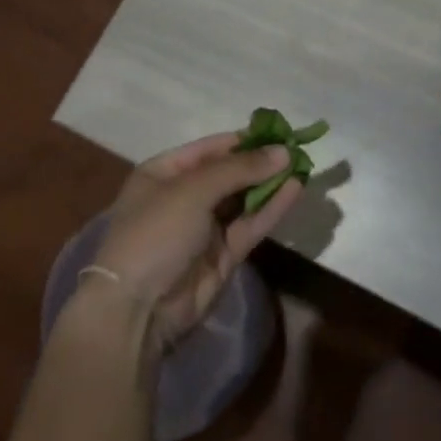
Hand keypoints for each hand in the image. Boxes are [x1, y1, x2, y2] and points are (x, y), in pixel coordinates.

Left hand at [91, 132, 302, 350]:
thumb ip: (239, 169)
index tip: (278, 131)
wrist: (137, 309)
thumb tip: (283, 152)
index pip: (209, 148)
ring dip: (270, 183)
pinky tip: (295, 190)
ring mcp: (204, 228)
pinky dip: (271, 208)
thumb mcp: (192, 190)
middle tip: (298, 149)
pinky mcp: (223, 255)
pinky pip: (250, 224)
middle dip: (260, 162)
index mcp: (164, 173)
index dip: (243, 140)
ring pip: (243, 199)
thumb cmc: (155, 232)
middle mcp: (184, 196)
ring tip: (304, 166)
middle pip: (228, 173)